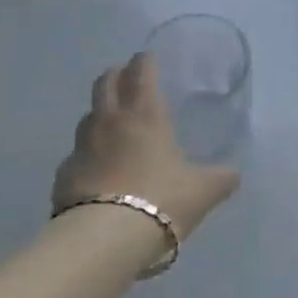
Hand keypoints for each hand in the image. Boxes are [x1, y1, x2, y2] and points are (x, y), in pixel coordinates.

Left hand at [53, 53, 238, 239]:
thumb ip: (221, 178)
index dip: (145, 61)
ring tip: (111, 124)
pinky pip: (76, 154)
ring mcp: (82, 146)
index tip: (148, 58)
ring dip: (100, 112)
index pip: (141, 71)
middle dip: (116, 74)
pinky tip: (96, 169)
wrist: (105, 239)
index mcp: (145, 114)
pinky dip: (87, 154)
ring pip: (88, 115)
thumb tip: (234, 174)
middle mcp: (110, 121)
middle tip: (125, 77)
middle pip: (105, 82)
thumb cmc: (161, 200)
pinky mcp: (63, 174)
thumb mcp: (203, 191)